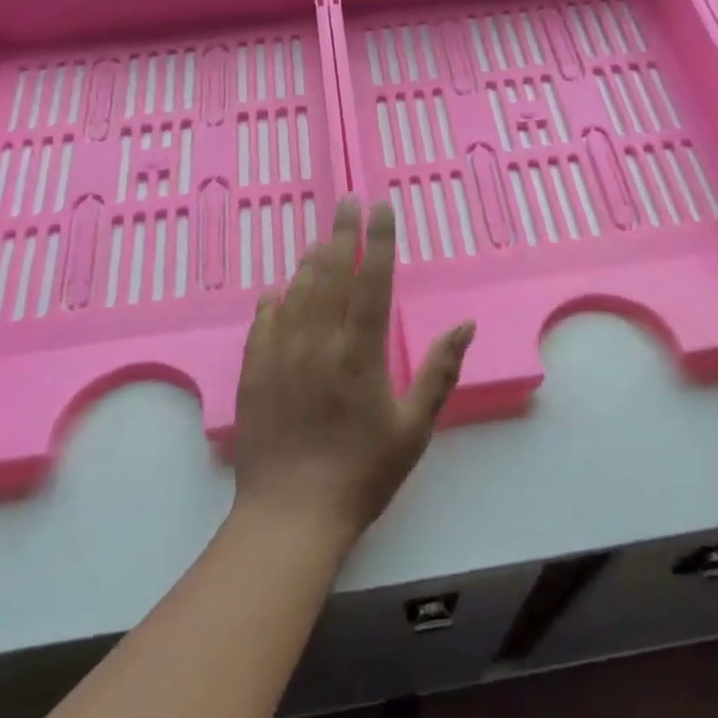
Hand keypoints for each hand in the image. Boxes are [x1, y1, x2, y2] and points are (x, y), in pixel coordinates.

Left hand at [232, 197, 474, 546]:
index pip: (371, 280)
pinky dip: (274, 300)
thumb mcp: (413, 429)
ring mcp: (280, 355)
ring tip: (321, 240)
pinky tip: (277, 290)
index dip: (378, 239)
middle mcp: (318, 342)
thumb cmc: (362, 474)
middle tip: (347, 201)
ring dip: (310, 261)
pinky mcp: (254, 373)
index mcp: (360, 353)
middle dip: (341, 232)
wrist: (290, 516)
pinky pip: (262, 322)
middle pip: (330, 273)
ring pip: (296, 291)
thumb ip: (438, 372)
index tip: (381, 207)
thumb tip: (464, 325)